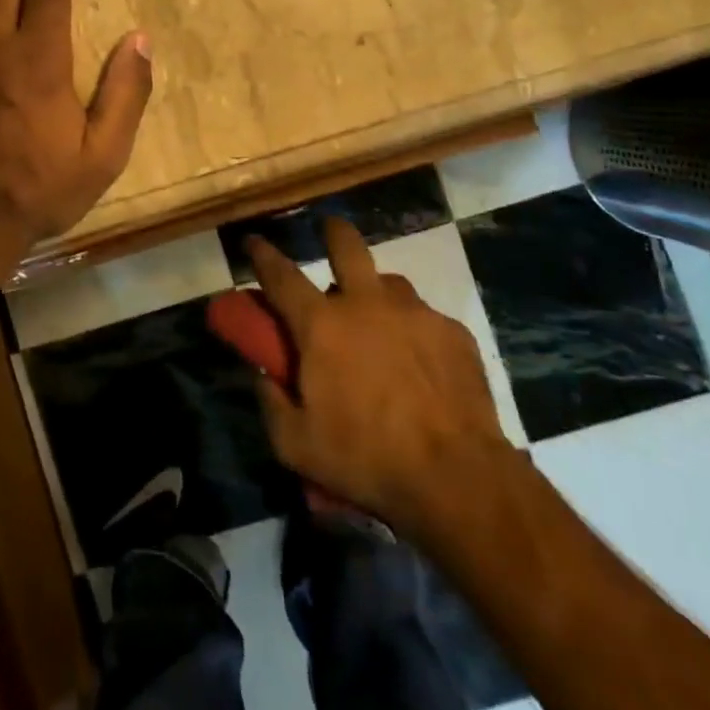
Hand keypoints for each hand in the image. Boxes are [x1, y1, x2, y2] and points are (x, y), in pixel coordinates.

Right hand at [246, 218, 510, 530]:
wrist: (457, 477)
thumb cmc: (366, 458)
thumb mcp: (296, 445)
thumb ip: (270, 403)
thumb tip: (262, 374)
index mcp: (322, 325)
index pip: (281, 275)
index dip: (262, 254)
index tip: (253, 241)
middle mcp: (367, 304)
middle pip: (346, 245)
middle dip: (332, 231)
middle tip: (329, 234)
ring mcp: (415, 313)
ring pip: (389, 284)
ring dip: (376, 294)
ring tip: (379, 324)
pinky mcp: (453, 332)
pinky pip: (425, 318)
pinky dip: (414, 331)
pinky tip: (420, 363)